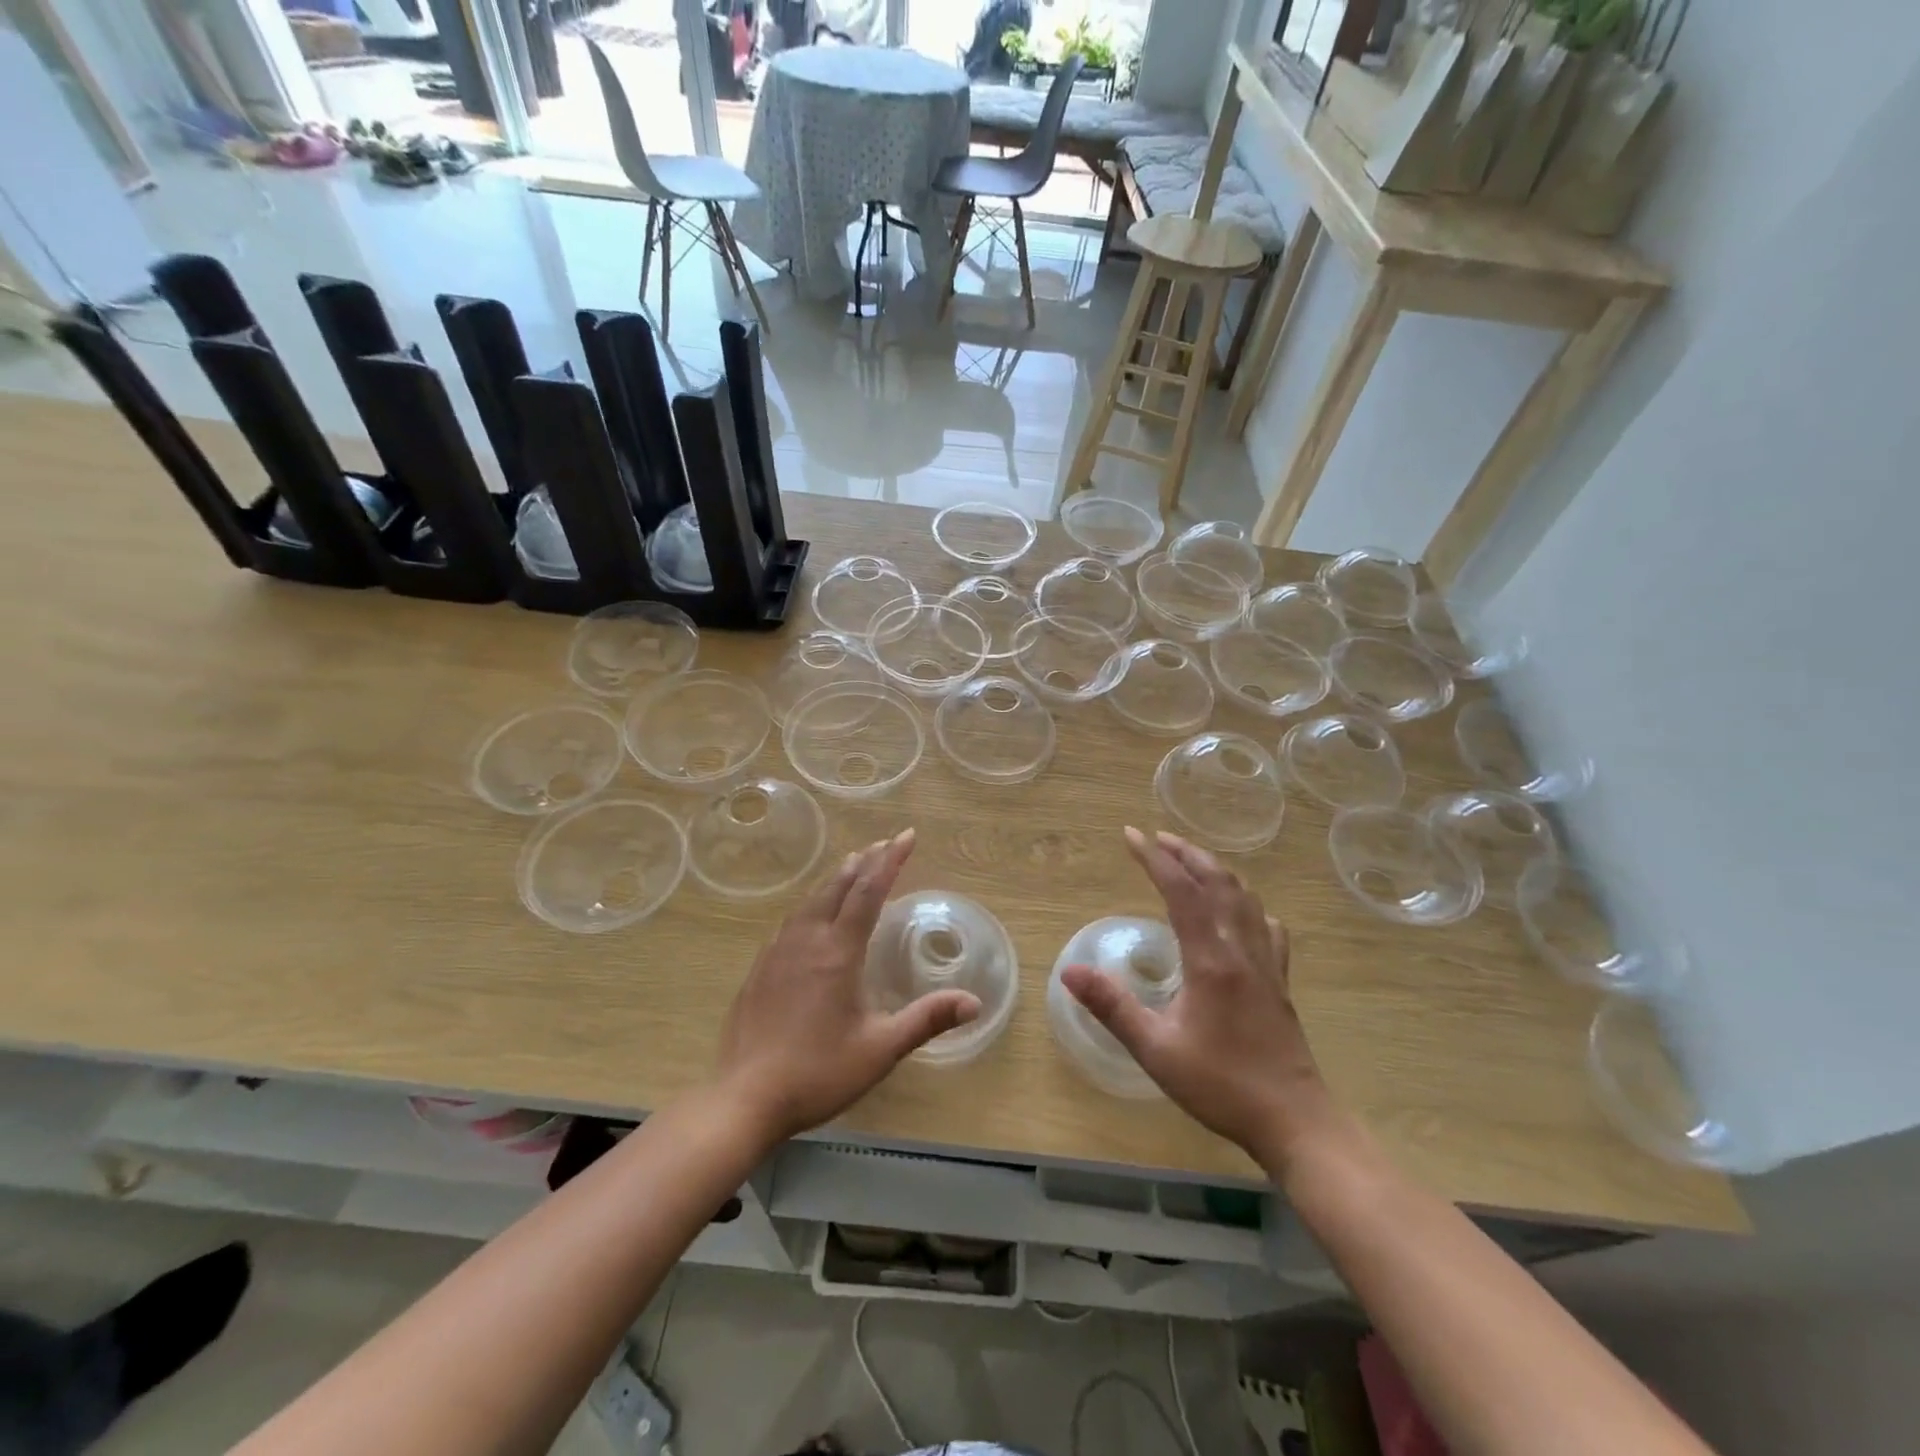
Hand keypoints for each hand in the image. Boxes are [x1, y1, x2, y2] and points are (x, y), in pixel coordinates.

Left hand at [716, 829, 979, 1144]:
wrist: (744, 1098)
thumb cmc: (818, 1072)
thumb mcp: (880, 1049)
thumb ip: (926, 1020)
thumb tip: (975, 1003)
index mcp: (838, 951)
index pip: (869, 891)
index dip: (890, 860)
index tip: (907, 835)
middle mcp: (807, 940)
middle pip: (838, 886)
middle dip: (865, 861)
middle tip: (885, 844)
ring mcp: (777, 952)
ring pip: (811, 900)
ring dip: (837, 879)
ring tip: (853, 866)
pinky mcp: (759, 969)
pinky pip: (791, 920)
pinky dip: (812, 903)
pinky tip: (811, 915)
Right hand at [1061, 829, 1338, 1171]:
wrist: (1294, 1121)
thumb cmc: (1220, 1085)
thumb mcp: (1155, 1050)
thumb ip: (1112, 1006)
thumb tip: (1069, 970)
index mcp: (1211, 960)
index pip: (1182, 891)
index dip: (1155, 858)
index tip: (1131, 835)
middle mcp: (1241, 950)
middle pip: (1219, 883)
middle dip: (1187, 853)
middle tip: (1158, 837)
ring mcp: (1266, 964)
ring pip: (1246, 898)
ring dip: (1216, 871)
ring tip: (1192, 862)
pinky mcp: (1279, 982)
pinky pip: (1266, 926)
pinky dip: (1248, 905)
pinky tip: (1241, 913)